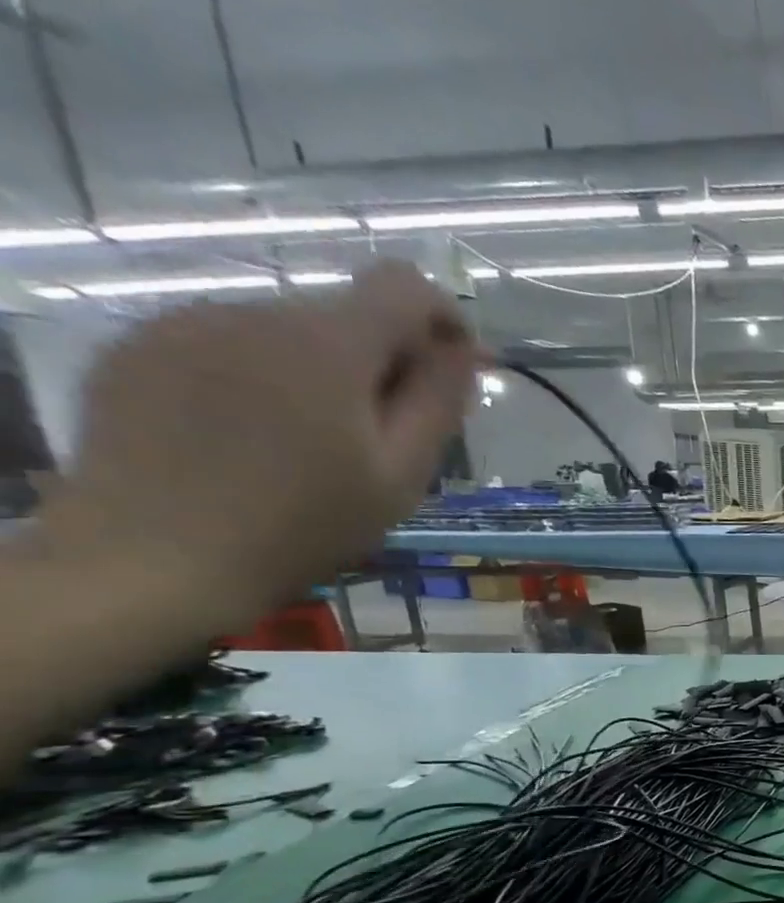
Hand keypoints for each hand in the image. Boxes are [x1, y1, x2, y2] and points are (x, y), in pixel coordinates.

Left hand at [41, 261, 477, 631]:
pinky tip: (255, 438)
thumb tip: (464, 351)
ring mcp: (186, 323)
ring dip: (321, 373)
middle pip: (345, 316)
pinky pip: (229, 345)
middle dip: (382, 363)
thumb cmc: (305, 525)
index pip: (403, 287)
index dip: (444, 318)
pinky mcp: (141, 346)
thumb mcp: (399, 475)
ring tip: (315, 446)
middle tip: (389, 437)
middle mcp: (254, 312)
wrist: (157, 556)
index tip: (457, 368)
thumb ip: (438, 402)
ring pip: (288, 332)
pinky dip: (262, 378)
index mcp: (327, 344)